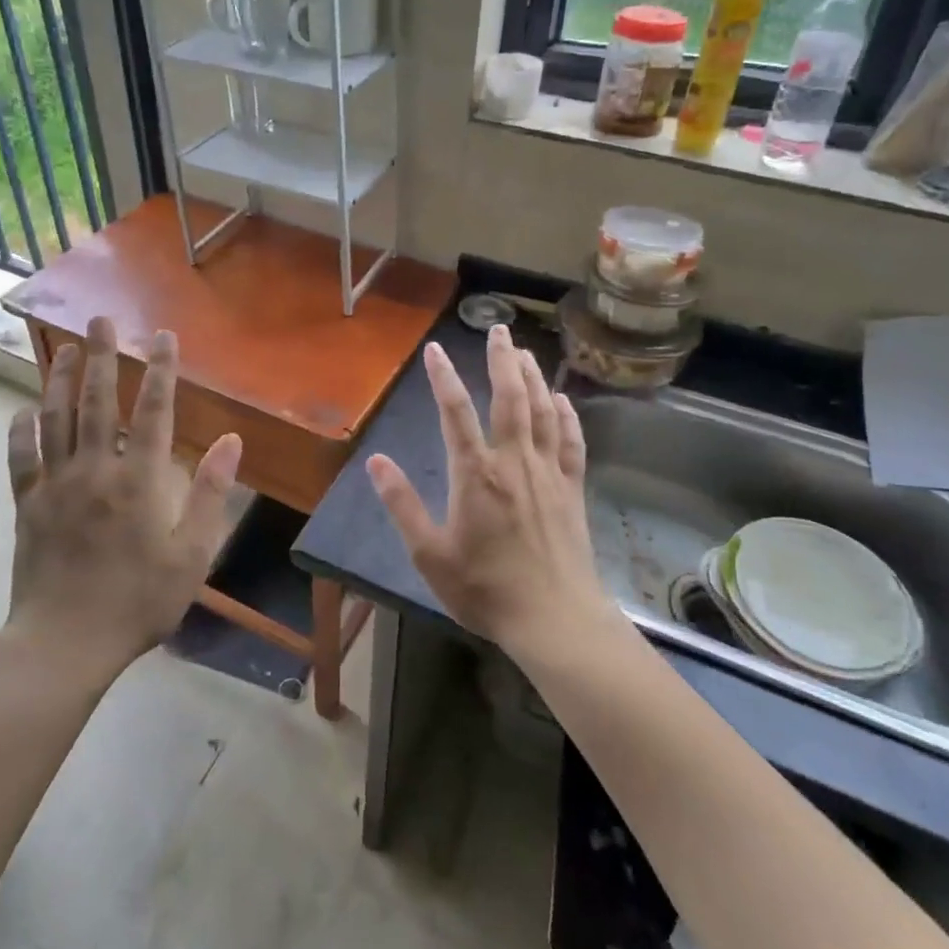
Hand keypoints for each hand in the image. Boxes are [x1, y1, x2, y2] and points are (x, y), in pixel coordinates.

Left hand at [1, 317, 241, 679]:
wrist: (64, 644)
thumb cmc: (138, 601)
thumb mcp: (192, 554)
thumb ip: (211, 494)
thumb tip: (232, 441)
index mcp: (138, 481)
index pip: (152, 411)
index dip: (160, 370)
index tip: (163, 336)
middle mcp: (94, 471)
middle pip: (96, 402)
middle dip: (102, 356)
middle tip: (99, 320)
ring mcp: (55, 486)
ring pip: (55, 420)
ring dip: (60, 379)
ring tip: (66, 348)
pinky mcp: (28, 506)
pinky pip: (22, 458)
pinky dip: (22, 430)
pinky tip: (24, 409)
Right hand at [365, 325, 615, 659]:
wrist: (555, 619)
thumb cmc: (486, 589)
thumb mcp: (430, 554)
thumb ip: (403, 504)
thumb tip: (376, 461)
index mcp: (476, 474)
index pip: (455, 413)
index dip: (443, 377)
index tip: (435, 349)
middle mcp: (514, 462)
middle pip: (509, 398)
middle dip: (503, 360)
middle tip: (500, 329)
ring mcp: (548, 473)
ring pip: (542, 411)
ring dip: (533, 377)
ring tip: (525, 352)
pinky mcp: (572, 489)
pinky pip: (571, 442)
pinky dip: (565, 415)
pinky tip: (561, 400)